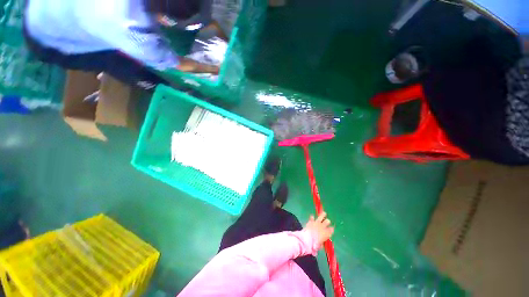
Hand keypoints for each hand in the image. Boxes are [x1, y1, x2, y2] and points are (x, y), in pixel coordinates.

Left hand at [304, 212, 333, 247]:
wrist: (307, 239)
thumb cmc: (314, 245)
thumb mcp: (319, 246)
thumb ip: (321, 243)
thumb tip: (320, 243)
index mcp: (327, 233)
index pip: (331, 229)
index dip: (331, 229)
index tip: (331, 229)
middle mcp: (323, 226)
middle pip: (327, 221)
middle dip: (327, 221)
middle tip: (327, 221)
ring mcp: (317, 222)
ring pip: (321, 216)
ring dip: (323, 215)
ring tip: (324, 213)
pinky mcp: (311, 221)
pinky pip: (312, 217)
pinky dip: (312, 217)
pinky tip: (312, 216)